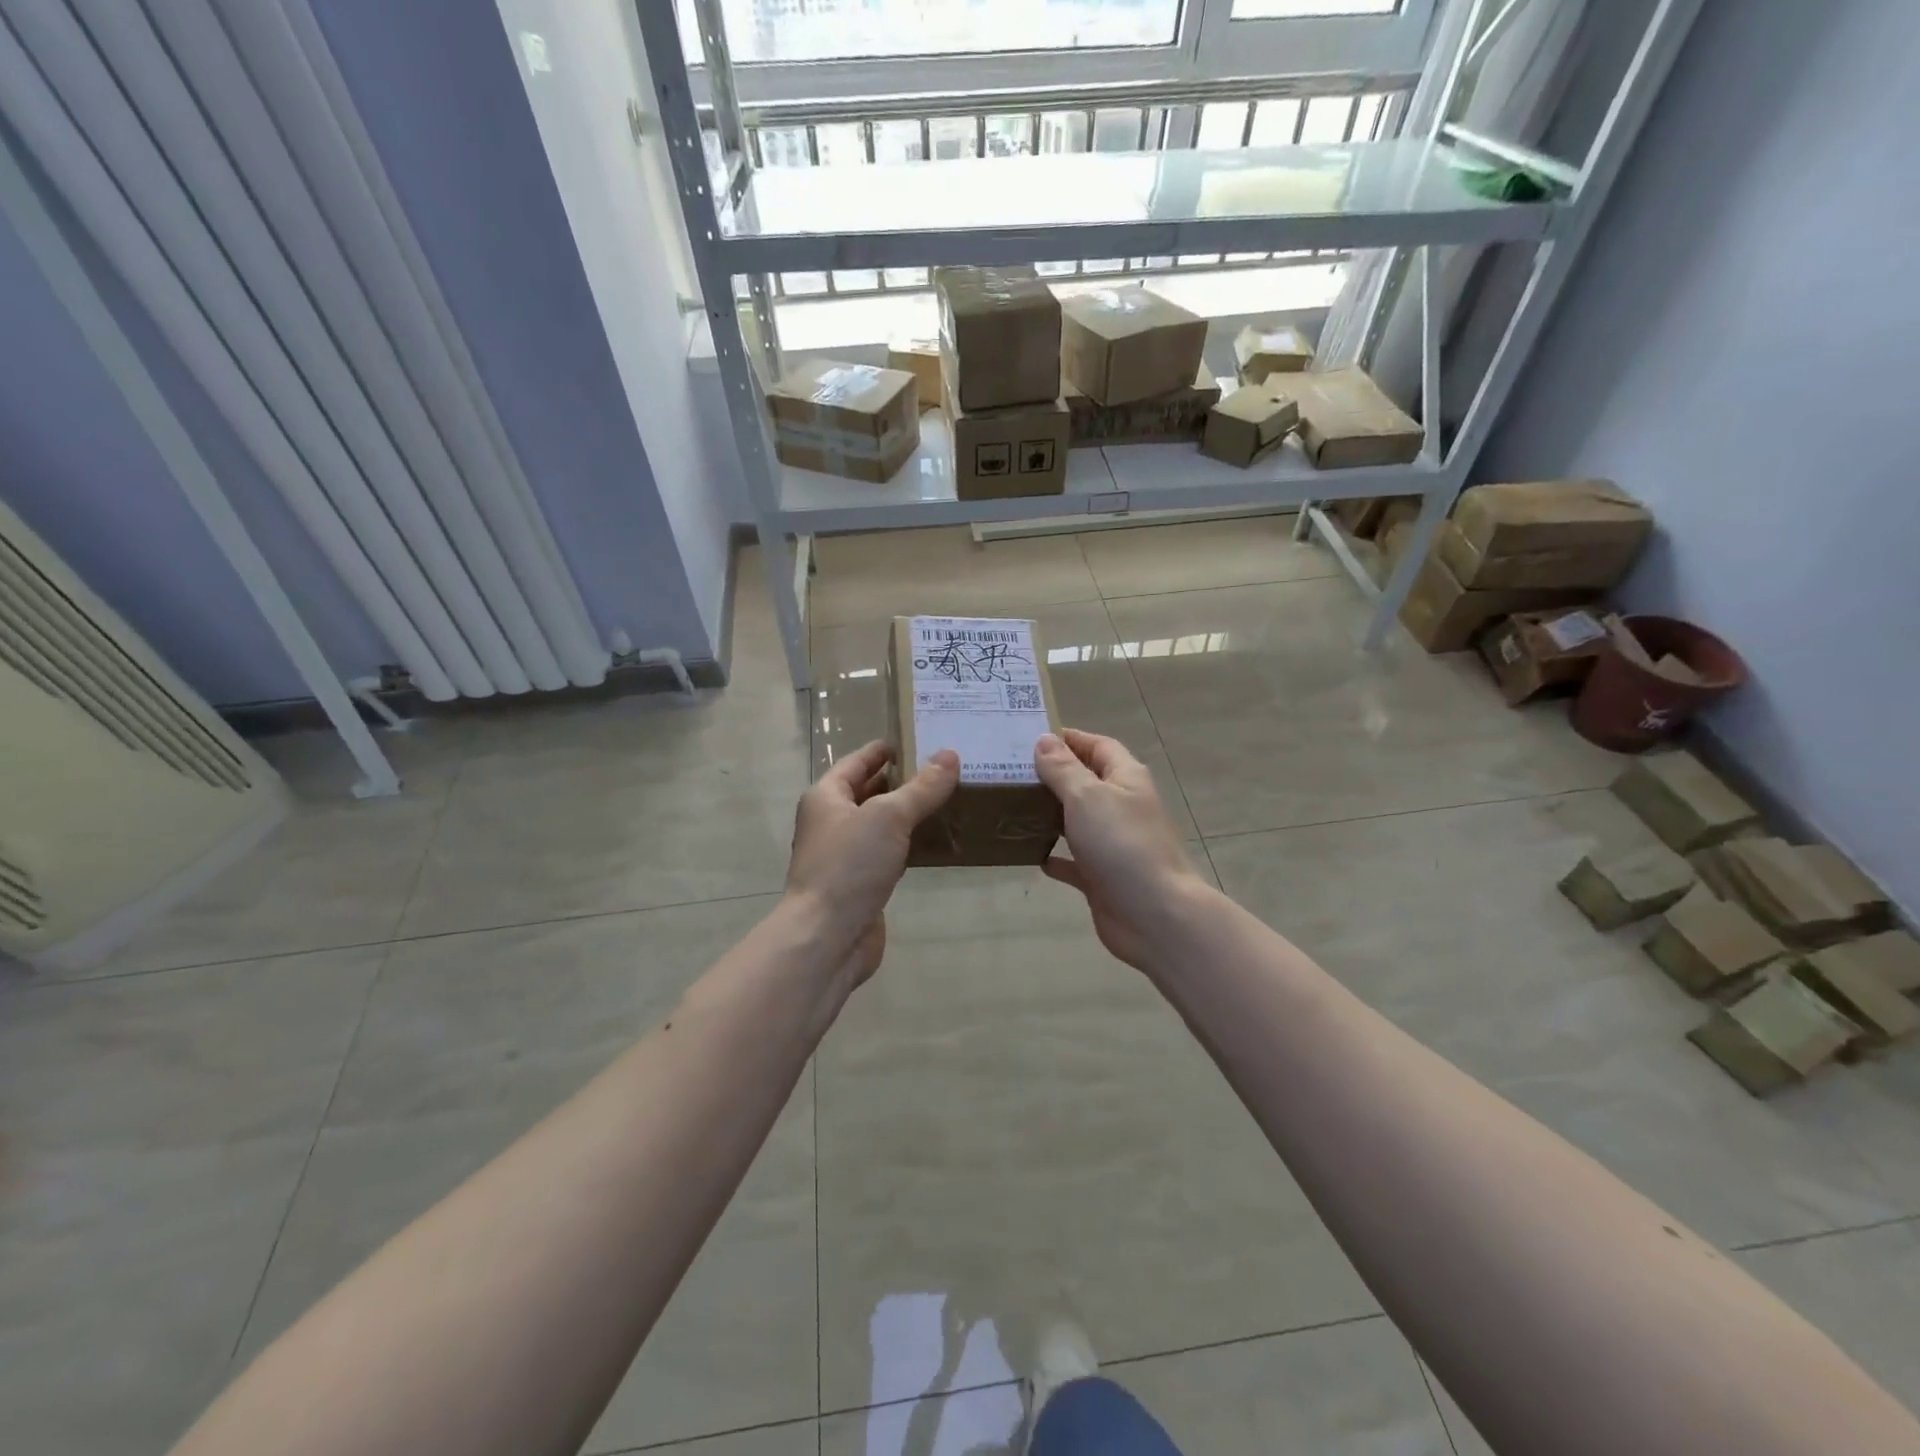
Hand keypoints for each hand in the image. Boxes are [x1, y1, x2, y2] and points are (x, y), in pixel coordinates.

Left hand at [786, 740, 958, 984]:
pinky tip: (935, 842)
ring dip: (908, 814)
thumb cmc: (850, 866)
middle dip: (902, 781)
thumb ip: (922, 788)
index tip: (917, 739)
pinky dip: (908, 845)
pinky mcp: (860, 884)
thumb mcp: (889, 817)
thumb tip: (950, 755)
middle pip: (869, 792)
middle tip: (944, 769)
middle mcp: (831, 822)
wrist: (827, 937)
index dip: (885, 750)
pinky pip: (888, 854)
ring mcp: (845, 855)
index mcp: (826, 797)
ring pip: (880, 825)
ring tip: (947, 800)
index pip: (858, 761)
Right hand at [1035, 729, 1210, 974]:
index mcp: (1126, 779)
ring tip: (1012, 806)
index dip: (1069, 739)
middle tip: (1010, 771)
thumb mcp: (1087, 797)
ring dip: (1050, 814)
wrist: (1155, 916)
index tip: (1030, 737)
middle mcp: (1121, 807)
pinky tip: (1030, 853)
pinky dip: (1055, 856)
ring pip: (1077, 821)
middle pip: (1085, 782)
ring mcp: (1113, 844)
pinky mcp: (1103, 877)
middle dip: (1052, 775)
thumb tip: (1044, 740)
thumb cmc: (1122, 845)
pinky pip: (1074, 861)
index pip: (1098, 745)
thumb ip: (1063, 769)